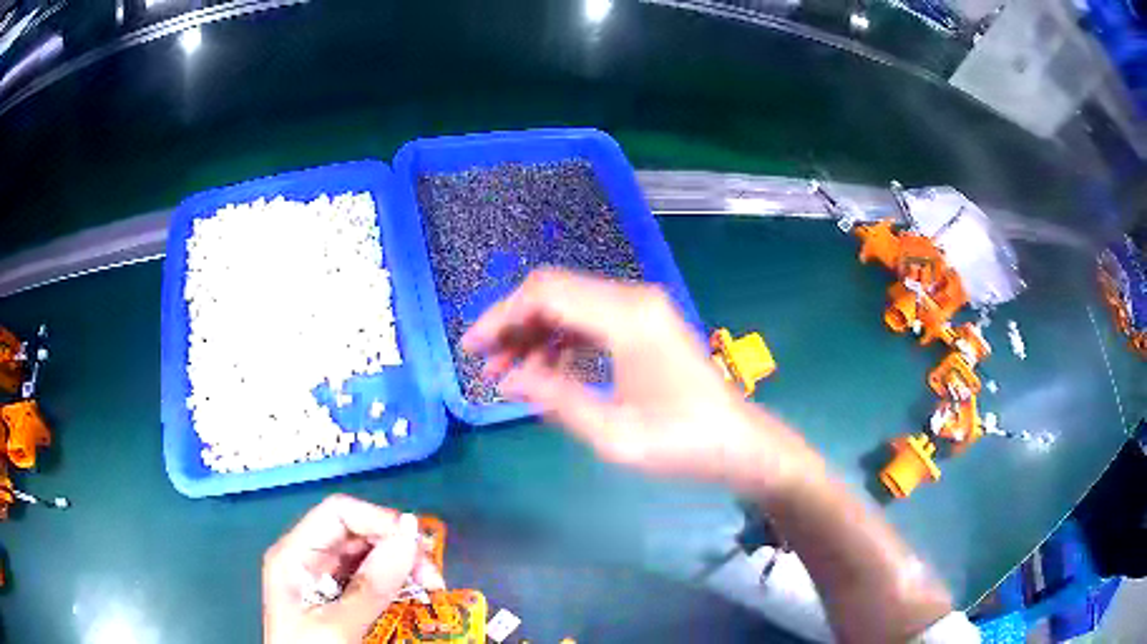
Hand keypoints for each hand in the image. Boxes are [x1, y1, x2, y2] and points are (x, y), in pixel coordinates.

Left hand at [262, 495, 443, 643]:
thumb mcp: (337, 625)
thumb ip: (371, 586)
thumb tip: (410, 539)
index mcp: (294, 554)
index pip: (338, 513)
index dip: (379, 520)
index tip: (417, 546)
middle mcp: (308, 559)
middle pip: (356, 532)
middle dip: (396, 547)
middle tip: (432, 577)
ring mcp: (323, 579)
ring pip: (368, 555)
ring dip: (401, 566)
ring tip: (430, 587)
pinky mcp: (338, 599)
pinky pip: (371, 580)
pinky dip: (395, 584)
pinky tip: (414, 596)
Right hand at [462, 269, 813, 494]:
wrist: (738, 443)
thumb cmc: (682, 444)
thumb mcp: (613, 434)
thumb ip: (556, 399)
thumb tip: (506, 379)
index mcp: (628, 318)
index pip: (546, 294)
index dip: (501, 317)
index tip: (472, 349)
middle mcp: (634, 300)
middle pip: (555, 292)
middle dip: (513, 325)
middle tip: (486, 365)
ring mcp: (642, 309)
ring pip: (570, 305)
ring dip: (534, 334)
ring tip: (509, 375)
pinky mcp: (645, 324)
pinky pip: (590, 320)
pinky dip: (561, 340)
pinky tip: (547, 371)